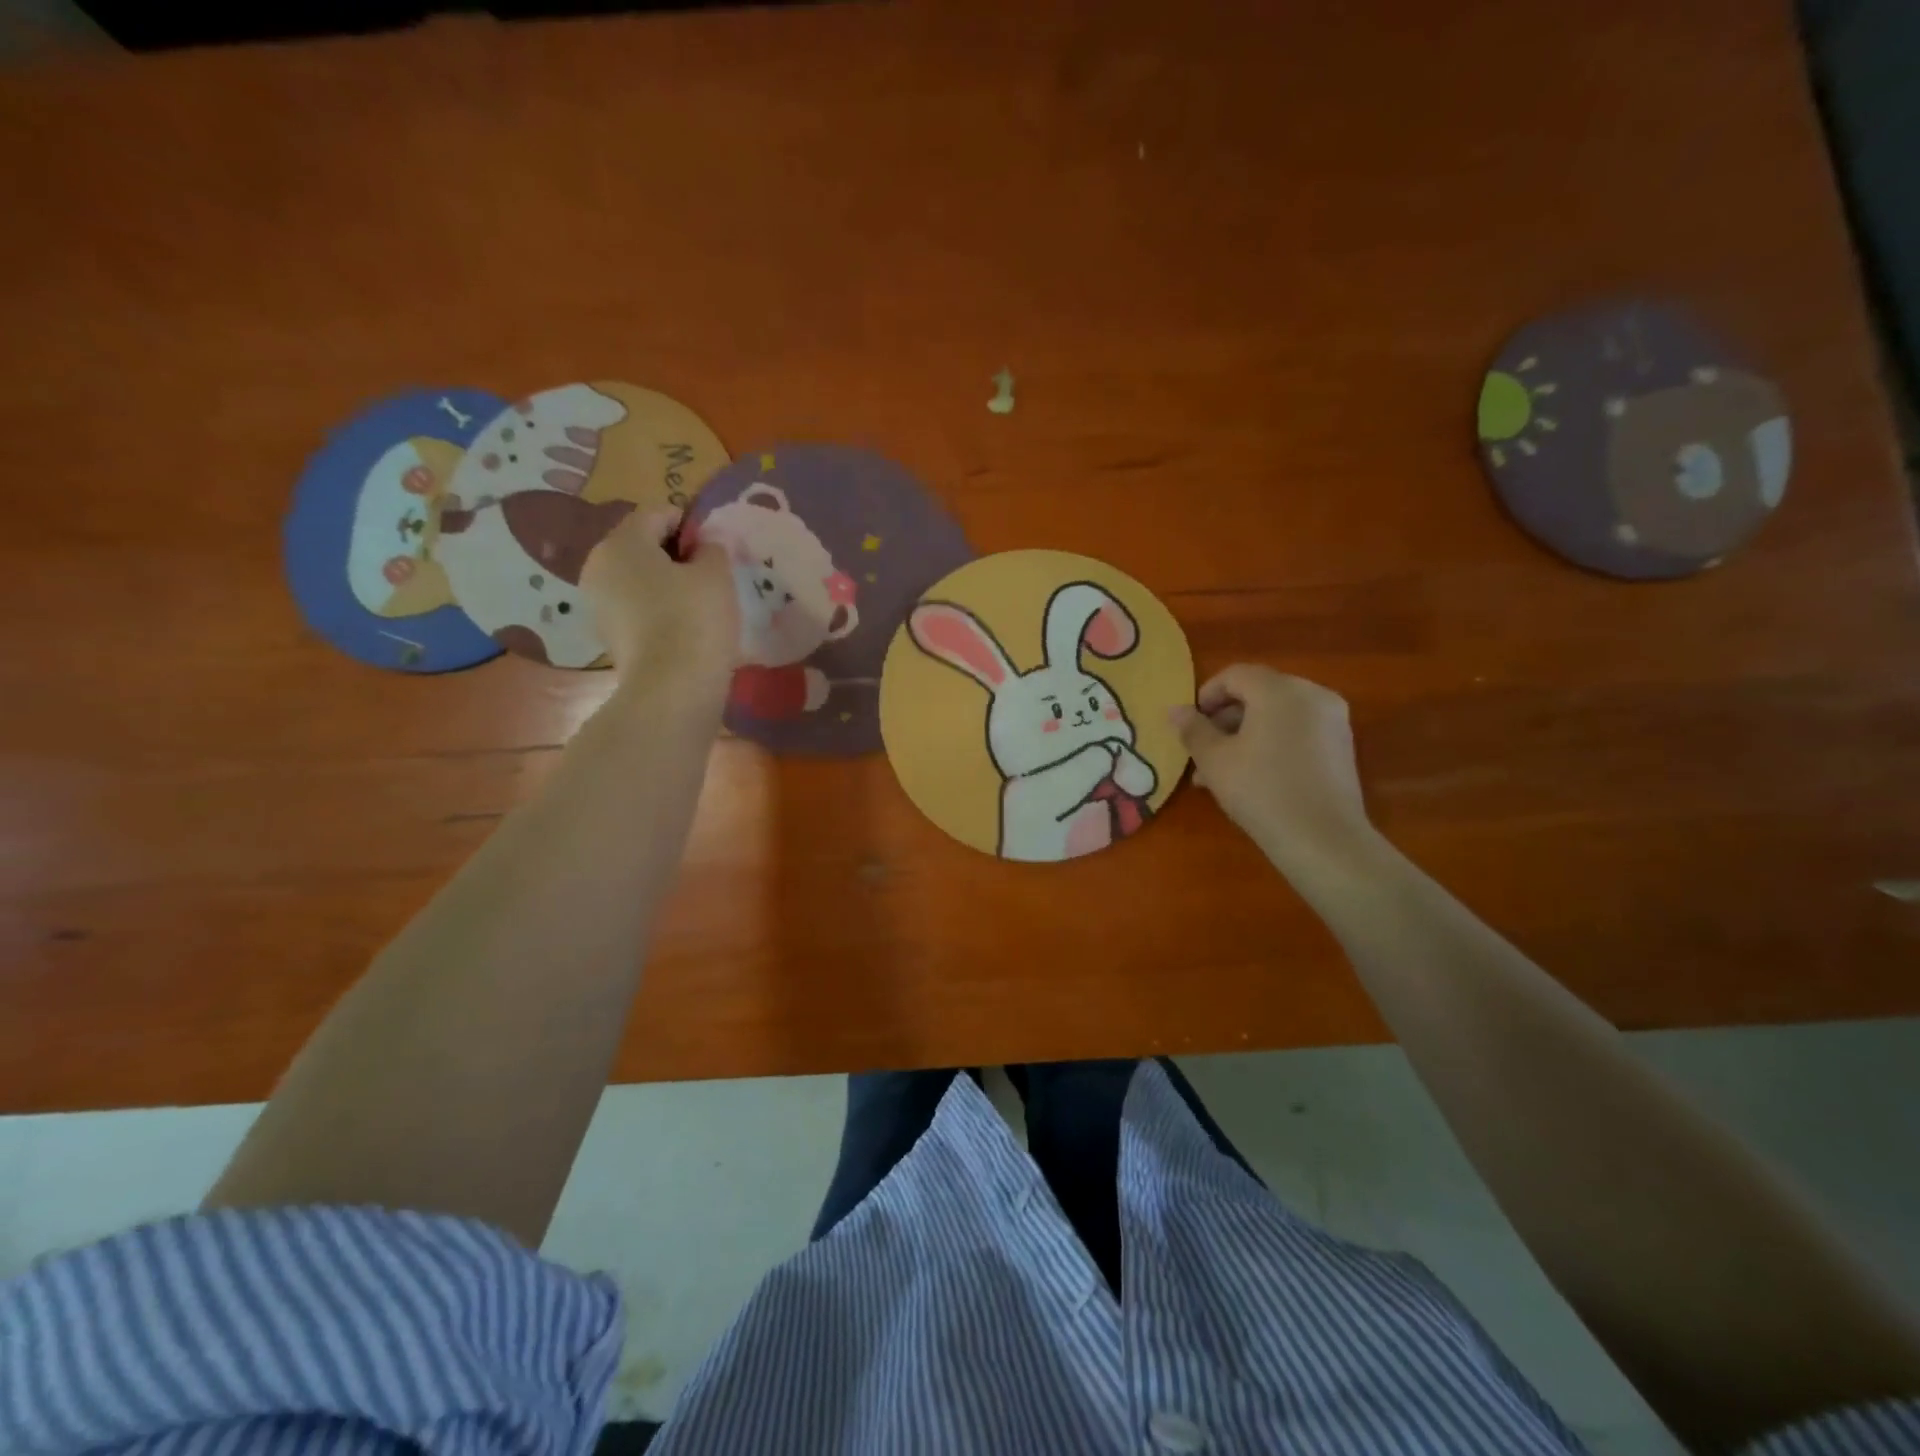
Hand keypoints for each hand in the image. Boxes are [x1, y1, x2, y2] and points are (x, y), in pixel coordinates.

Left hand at [581, 509, 737, 697]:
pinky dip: (658, 608)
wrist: (672, 689)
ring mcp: (597, 602)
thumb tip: (705, 544)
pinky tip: (684, 626)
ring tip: (700, 603)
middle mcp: (598, 565)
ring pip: (638, 577)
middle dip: (675, 553)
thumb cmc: (695, 619)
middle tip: (711, 575)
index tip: (716, 547)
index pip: (658, 512)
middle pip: (642, 544)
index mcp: (621, 542)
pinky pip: (635, 606)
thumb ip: (712, 548)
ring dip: (667, 582)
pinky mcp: (607, 633)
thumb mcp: (716, 574)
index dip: (691, 523)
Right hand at [1170, 665, 1371, 870]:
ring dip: (1245, 734)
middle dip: (1225, 718)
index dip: (1206, 695)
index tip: (1190, 726)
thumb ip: (1193, 730)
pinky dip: (1272, 742)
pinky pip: (1297, 731)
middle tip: (1202, 751)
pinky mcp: (1342, 746)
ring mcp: (1332, 720)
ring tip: (1221, 771)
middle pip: (1258, 693)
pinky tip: (1254, 776)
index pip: (1235, 675)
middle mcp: (1312, 694)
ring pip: (1277, 715)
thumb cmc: (1260, 790)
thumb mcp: (1214, 760)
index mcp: (1279, 690)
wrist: (1323, 839)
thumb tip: (1175, 710)